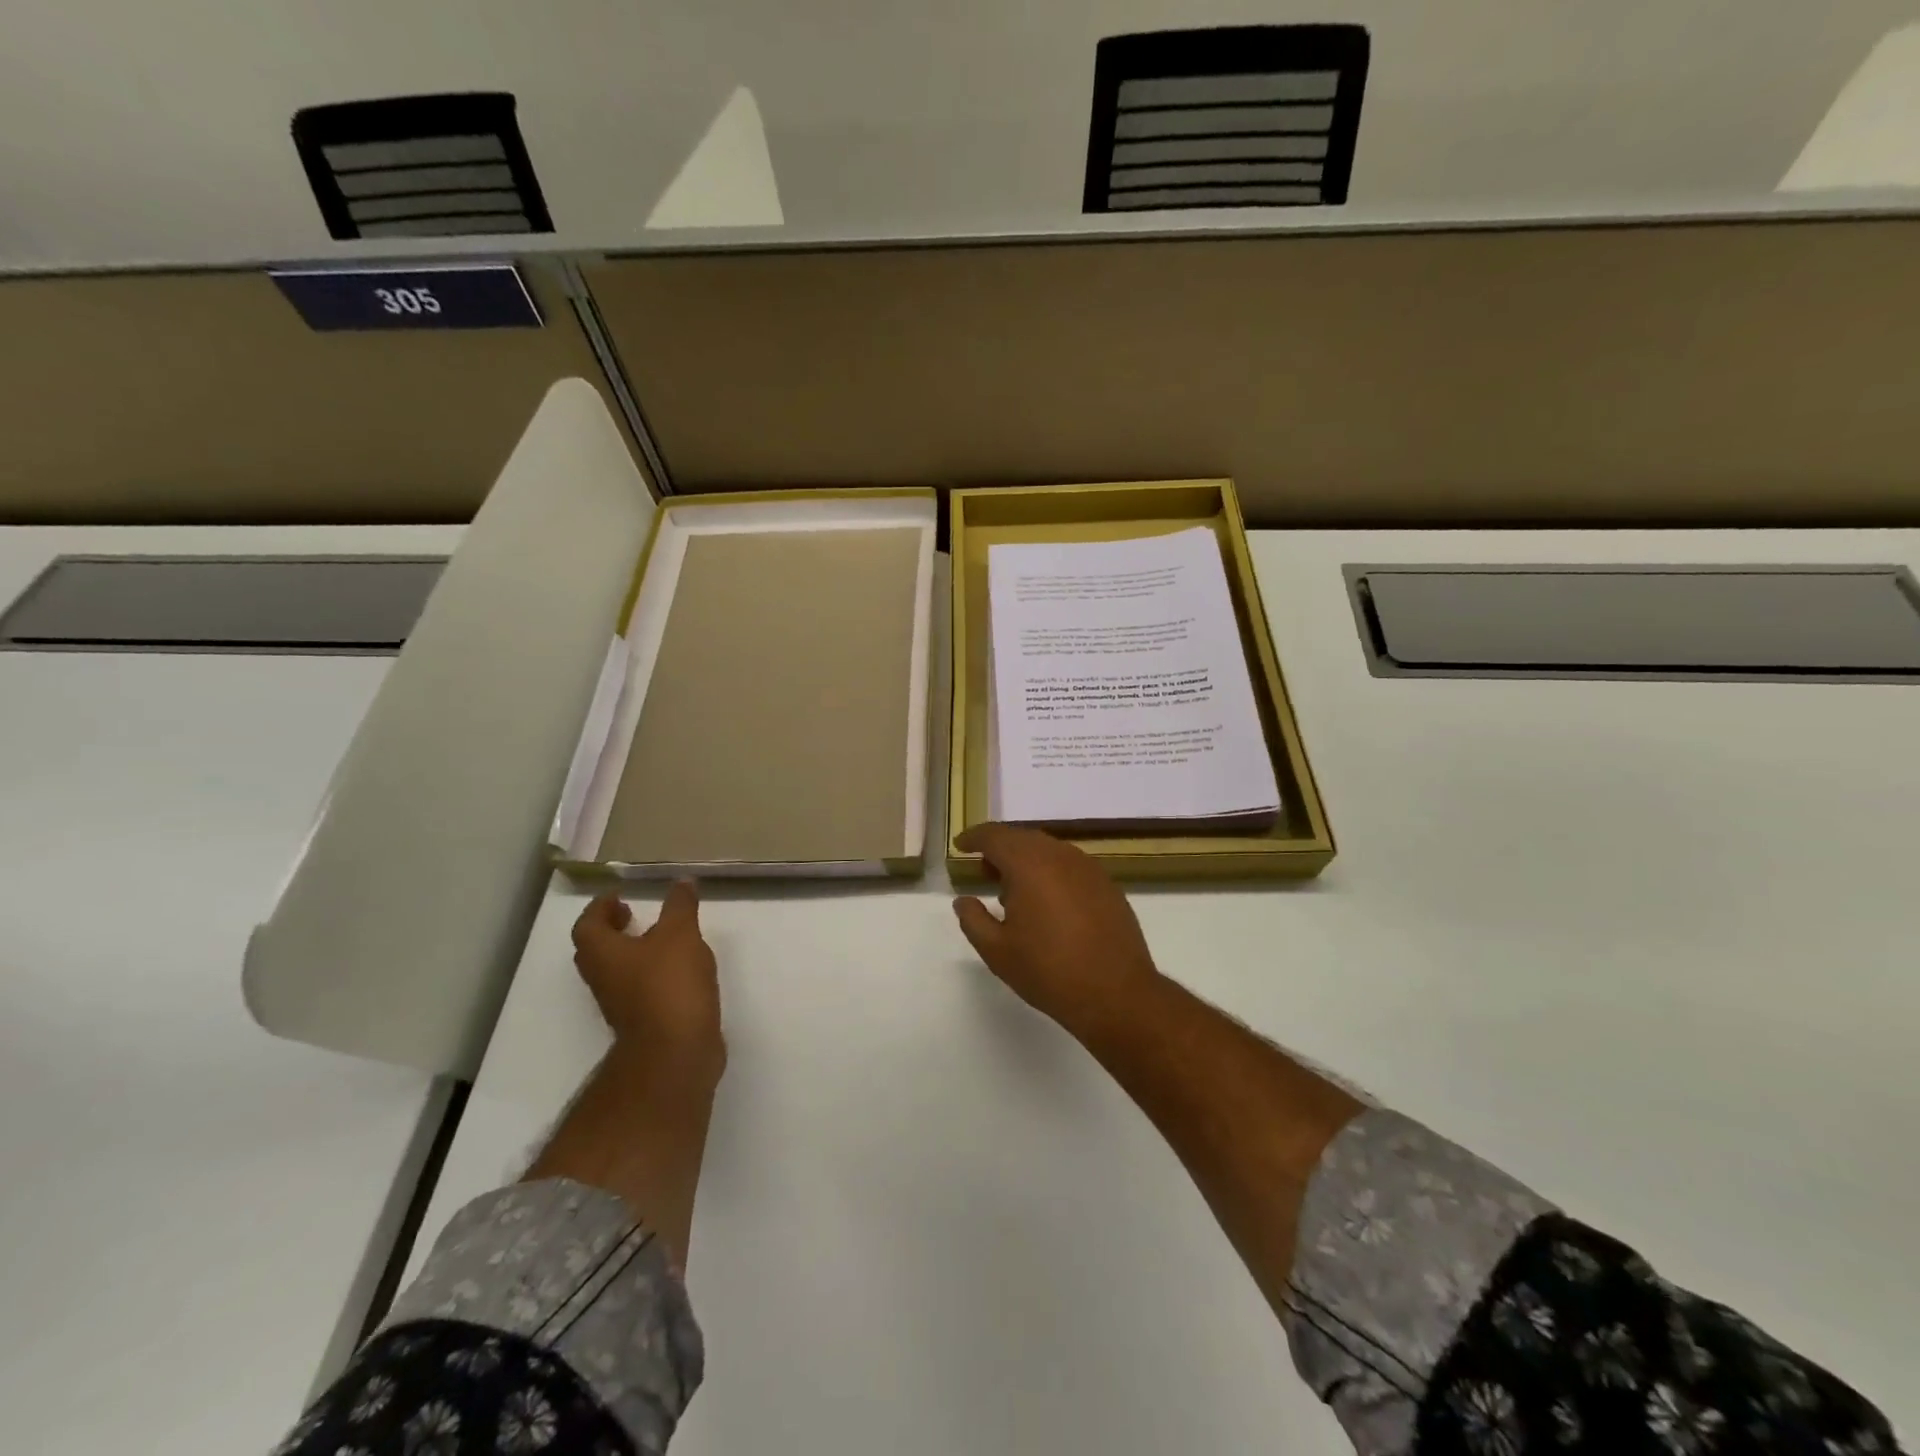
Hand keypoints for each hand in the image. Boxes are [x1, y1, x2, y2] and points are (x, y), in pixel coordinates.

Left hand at [571, 882, 723, 1075]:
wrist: (676, 1051)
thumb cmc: (669, 984)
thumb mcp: (680, 934)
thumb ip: (680, 906)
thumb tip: (681, 882)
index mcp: (603, 954)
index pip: (587, 925)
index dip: (600, 908)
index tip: (619, 896)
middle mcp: (603, 979)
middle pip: (596, 950)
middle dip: (612, 930)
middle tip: (633, 915)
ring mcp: (620, 1004)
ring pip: (616, 971)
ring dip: (631, 952)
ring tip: (661, 939)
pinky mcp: (642, 1021)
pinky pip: (637, 989)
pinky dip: (650, 973)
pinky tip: (677, 969)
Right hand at [951, 823, 1162, 1036]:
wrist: (1116, 993)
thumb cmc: (1048, 971)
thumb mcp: (997, 951)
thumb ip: (973, 920)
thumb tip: (964, 901)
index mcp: (1029, 864)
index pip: (995, 836)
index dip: (974, 838)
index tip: (961, 846)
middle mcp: (1060, 856)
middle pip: (1023, 838)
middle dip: (1000, 849)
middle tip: (984, 872)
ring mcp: (1088, 868)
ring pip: (1049, 850)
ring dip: (1027, 861)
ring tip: (1014, 892)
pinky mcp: (1107, 885)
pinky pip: (1070, 866)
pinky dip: (1051, 872)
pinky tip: (1048, 903)